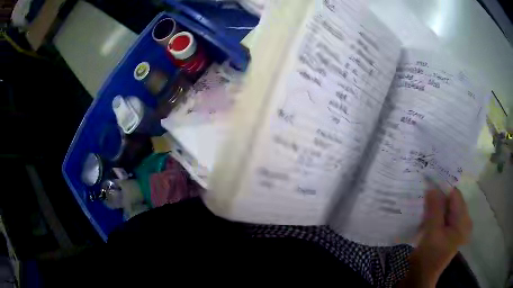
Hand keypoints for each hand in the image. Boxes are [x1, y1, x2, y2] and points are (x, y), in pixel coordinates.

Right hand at [399, 188, 472, 287]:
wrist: (422, 276)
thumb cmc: (429, 257)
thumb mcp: (432, 233)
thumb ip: (434, 210)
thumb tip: (432, 187)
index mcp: (463, 221)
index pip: (456, 196)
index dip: (443, 187)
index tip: (429, 181)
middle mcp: (463, 221)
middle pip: (452, 201)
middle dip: (439, 195)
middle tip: (425, 190)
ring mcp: (456, 227)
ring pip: (447, 208)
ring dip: (436, 204)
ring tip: (424, 199)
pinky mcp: (449, 231)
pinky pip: (444, 215)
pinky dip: (436, 212)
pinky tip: (426, 211)